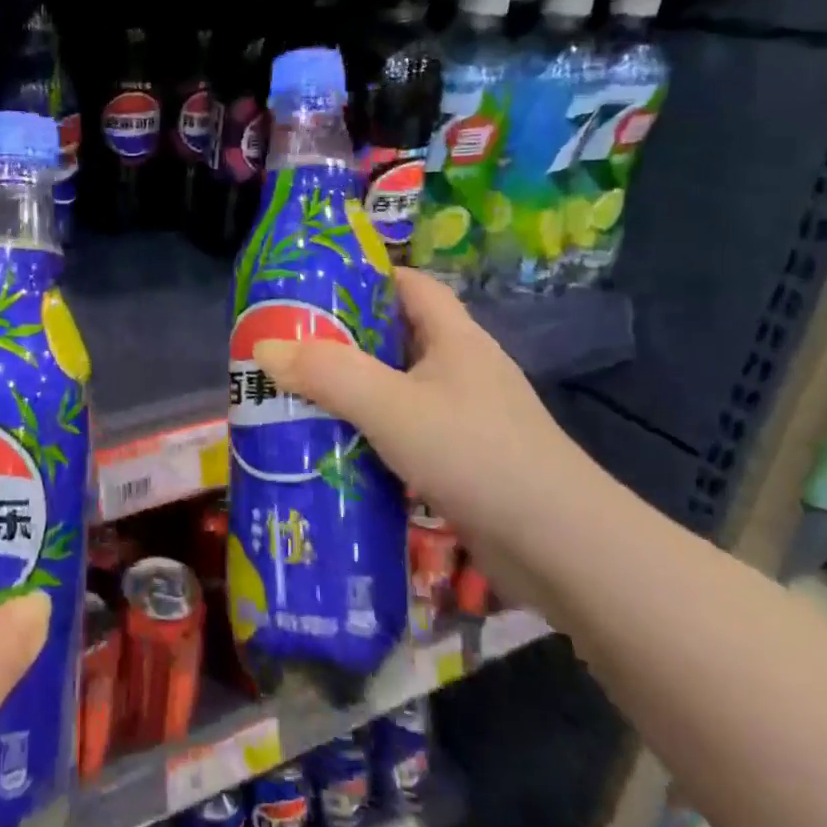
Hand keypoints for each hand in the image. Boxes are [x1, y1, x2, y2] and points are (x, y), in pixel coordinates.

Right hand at [252, 267, 602, 600]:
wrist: (563, 550)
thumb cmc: (477, 455)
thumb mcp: (391, 406)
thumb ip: (327, 374)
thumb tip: (264, 348)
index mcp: (454, 338)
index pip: (409, 285)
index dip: (363, 276)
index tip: (310, 286)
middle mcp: (461, 370)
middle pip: (394, 338)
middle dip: (341, 340)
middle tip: (286, 347)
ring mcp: (465, 418)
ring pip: (396, 390)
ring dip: (351, 393)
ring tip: (295, 397)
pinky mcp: (464, 462)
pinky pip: (404, 433)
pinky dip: (369, 435)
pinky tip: (333, 450)